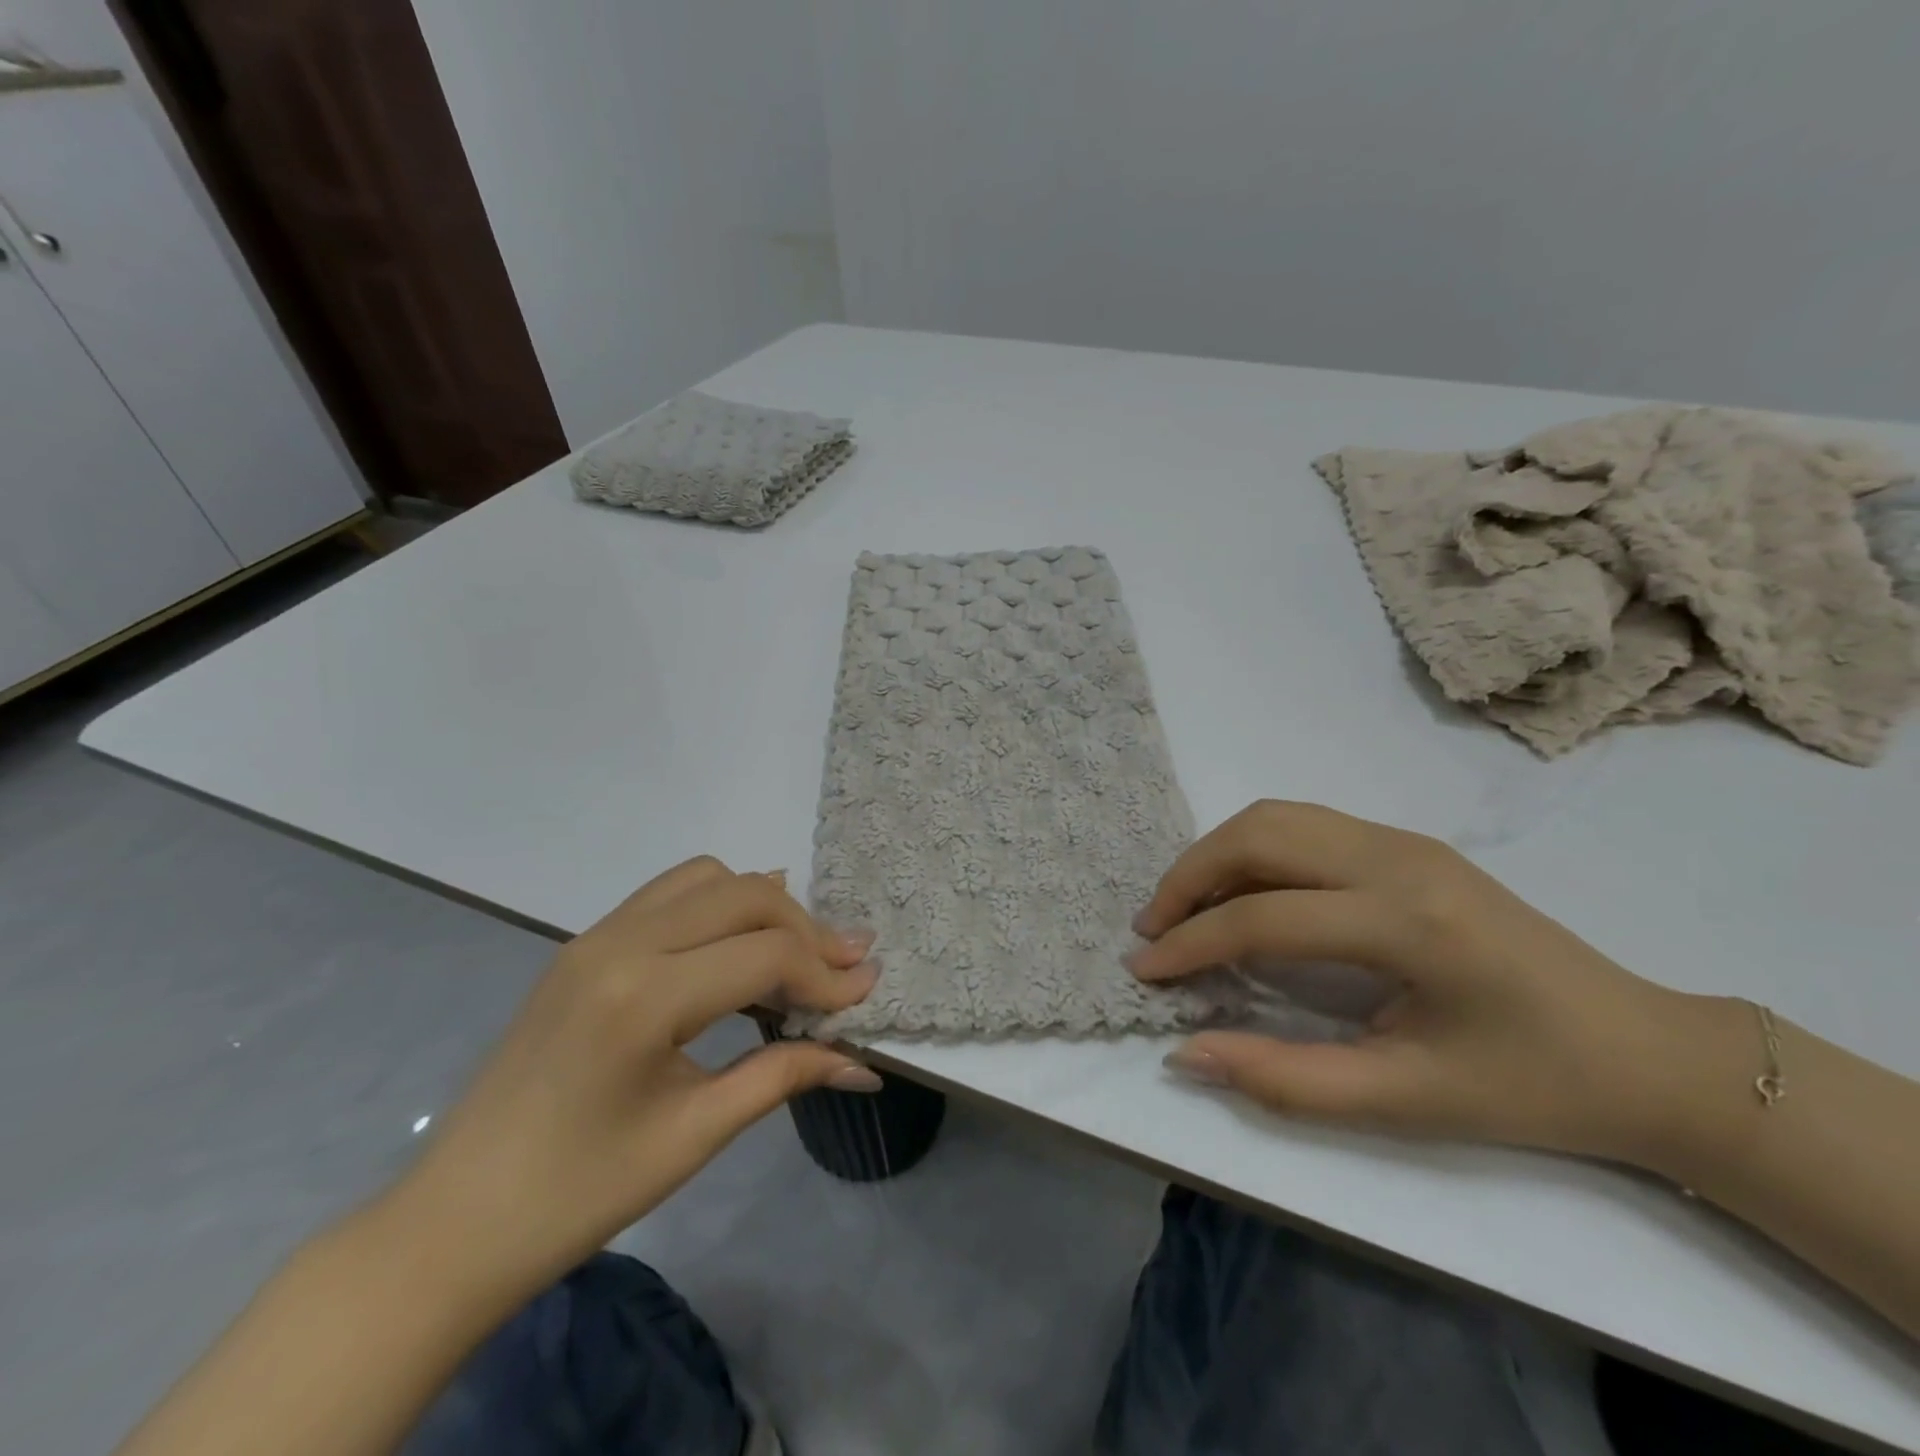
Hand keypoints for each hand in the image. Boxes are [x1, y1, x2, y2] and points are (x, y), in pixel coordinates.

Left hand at [369, 857, 880, 1311]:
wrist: (454, 1222)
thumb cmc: (578, 1194)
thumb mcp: (694, 1134)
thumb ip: (783, 1076)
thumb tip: (861, 1061)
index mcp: (643, 996)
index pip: (766, 954)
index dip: (827, 974)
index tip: (866, 994)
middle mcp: (620, 942)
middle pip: (744, 895)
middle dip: (805, 928)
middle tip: (845, 969)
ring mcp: (596, 935)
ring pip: (707, 878)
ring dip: (762, 906)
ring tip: (794, 955)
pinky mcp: (586, 944)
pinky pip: (670, 894)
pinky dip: (719, 905)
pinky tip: (737, 945)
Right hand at [1130, 801, 1728, 1164]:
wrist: (1647, 1052)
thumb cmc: (1532, 1088)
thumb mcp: (1407, 1102)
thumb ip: (1285, 1079)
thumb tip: (1187, 1052)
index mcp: (1408, 923)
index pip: (1264, 916)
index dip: (1191, 944)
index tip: (1144, 972)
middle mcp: (1399, 859)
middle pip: (1259, 836)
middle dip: (1188, 878)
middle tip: (1151, 929)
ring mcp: (1404, 840)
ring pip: (1277, 817)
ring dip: (1216, 855)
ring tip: (1184, 908)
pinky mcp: (1407, 843)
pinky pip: (1304, 825)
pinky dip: (1252, 850)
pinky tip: (1242, 893)